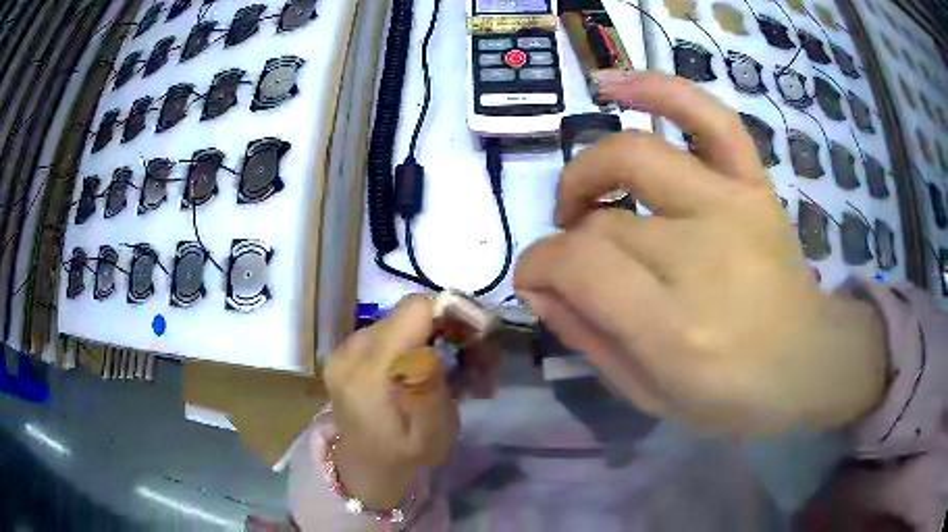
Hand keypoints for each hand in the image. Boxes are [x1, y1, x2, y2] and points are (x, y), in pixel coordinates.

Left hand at [324, 295, 457, 508]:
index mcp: (368, 371)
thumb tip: (440, 331)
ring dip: (437, 341)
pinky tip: (432, 372)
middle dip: (451, 332)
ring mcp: (346, 349)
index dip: (451, 315)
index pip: (414, 309)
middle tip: (480, 366)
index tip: (478, 341)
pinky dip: (418, 346)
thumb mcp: (433, 432)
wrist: (367, 468)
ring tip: (462, 376)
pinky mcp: (349, 352)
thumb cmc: (406, 456)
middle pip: (411, 314)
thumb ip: (433, 381)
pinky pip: (391, 333)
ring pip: (404, 322)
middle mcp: (350, 350)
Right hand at [515, 72, 886, 433]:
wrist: (807, 362)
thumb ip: (588, 339)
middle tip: (572, 260)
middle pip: (602, 221)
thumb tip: (538, 287)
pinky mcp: (754, 185)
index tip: (534, 280)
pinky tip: (616, 87)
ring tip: (582, 198)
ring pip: (633, 156)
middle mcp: (702, 255)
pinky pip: (708, 117)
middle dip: (567, 240)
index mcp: (674, 328)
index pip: (578, 266)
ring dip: (588, 171)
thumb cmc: (731, 395)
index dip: (538, 266)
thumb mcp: (649, 395)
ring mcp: (733, 208)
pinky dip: (660, 90)